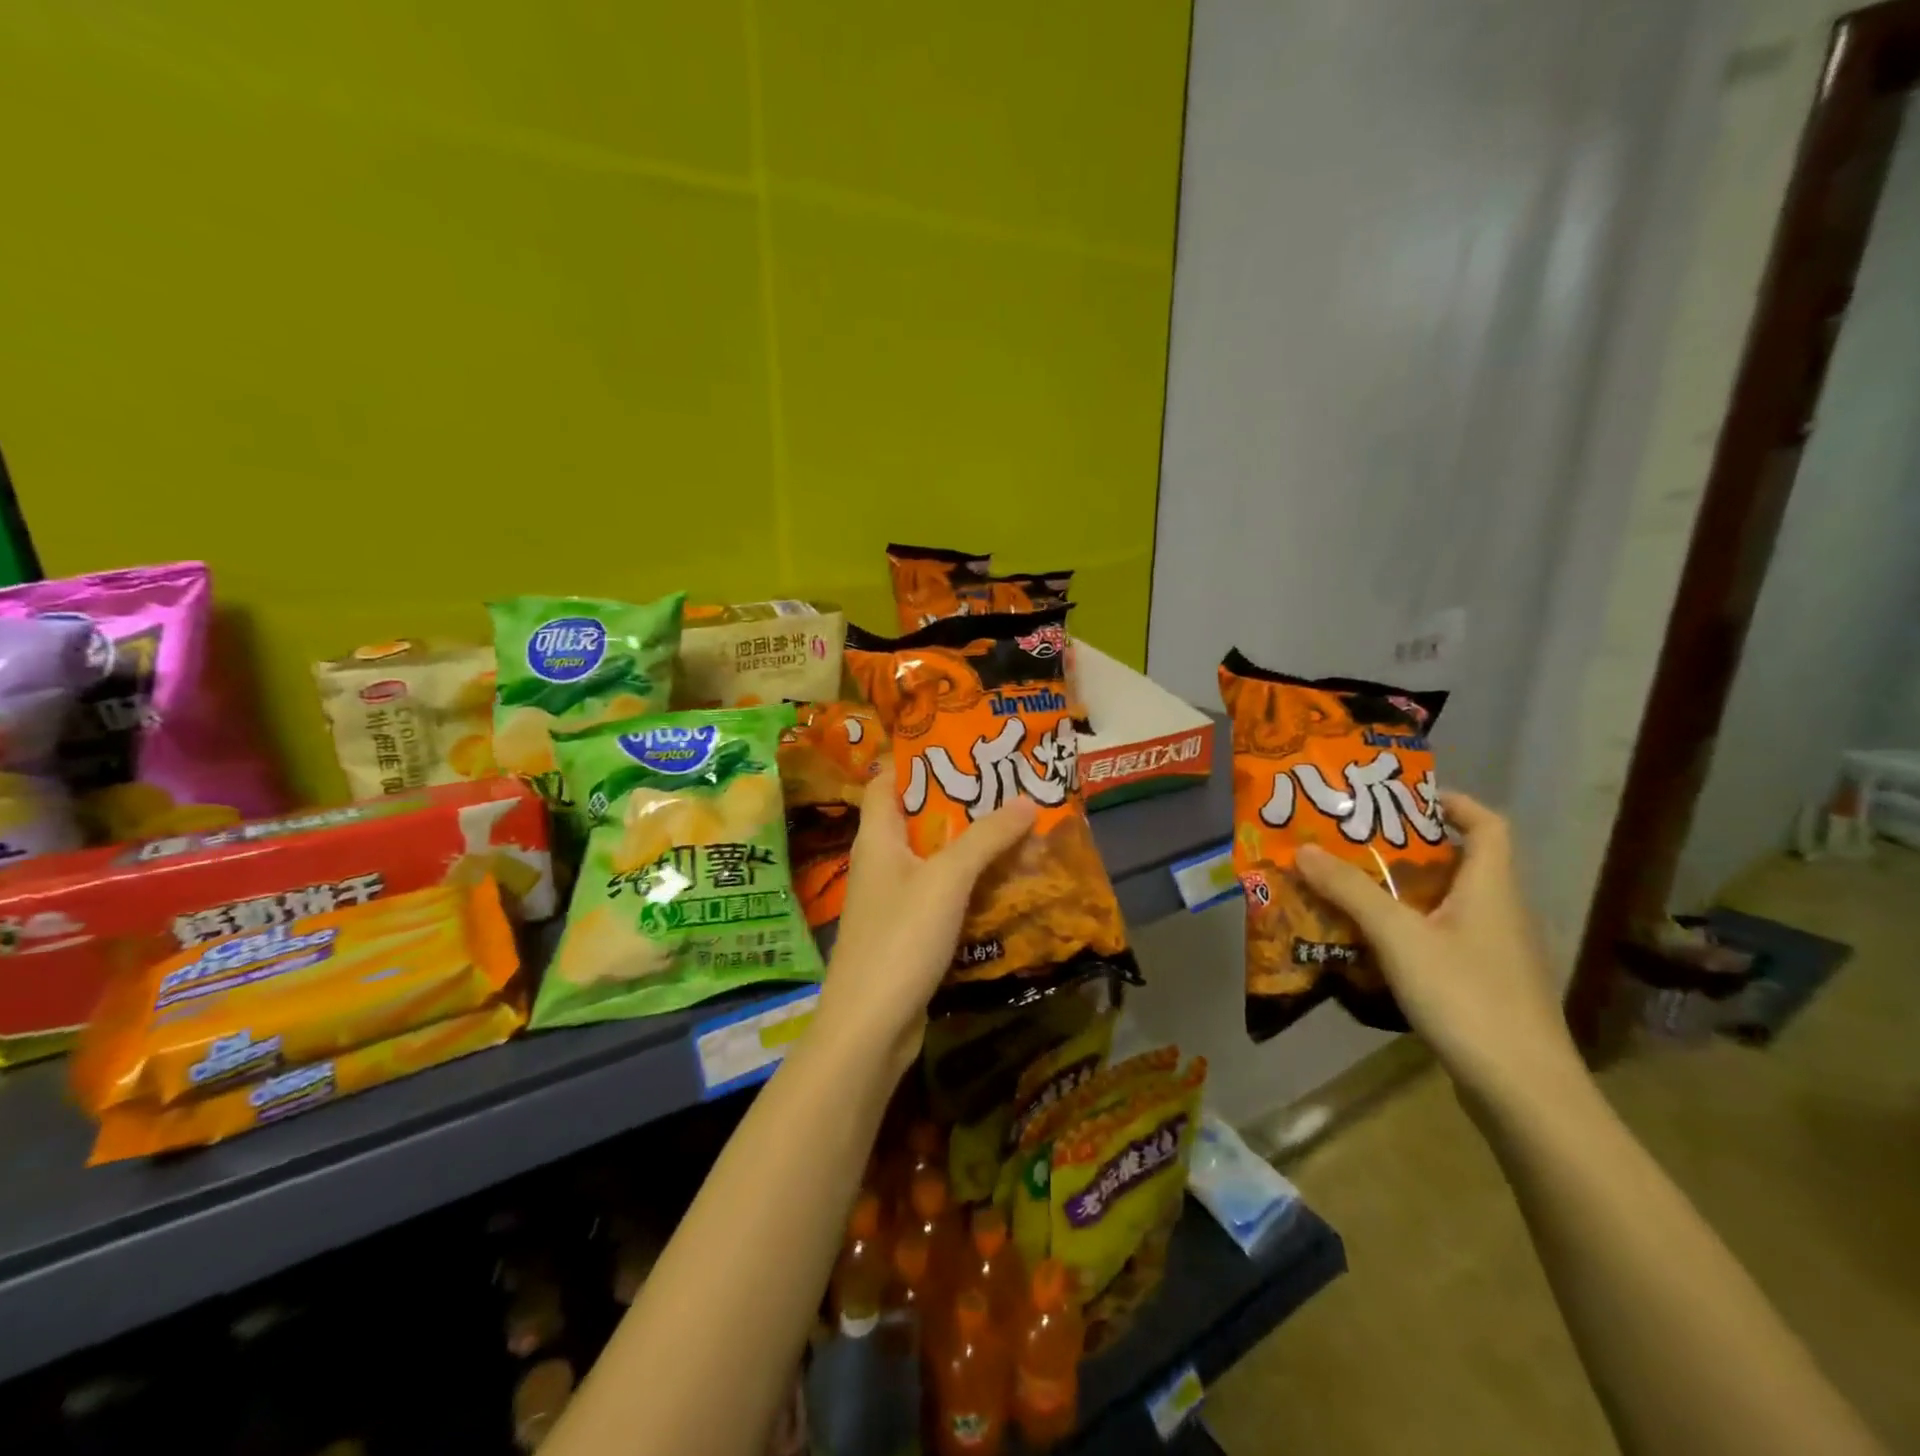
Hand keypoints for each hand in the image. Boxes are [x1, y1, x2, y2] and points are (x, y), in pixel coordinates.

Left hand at [814, 760, 1037, 1073]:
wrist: (870, 1027)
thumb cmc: (901, 938)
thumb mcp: (947, 879)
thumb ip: (986, 837)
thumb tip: (1027, 799)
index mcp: (877, 838)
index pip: (887, 782)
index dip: (917, 760)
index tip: (961, 746)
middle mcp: (880, 862)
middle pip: (917, 818)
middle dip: (959, 803)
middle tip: (1006, 787)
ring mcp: (893, 900)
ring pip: (933, 859)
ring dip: (969, 846)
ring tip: (1015, 828)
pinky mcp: (908, 932)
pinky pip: (941, 895)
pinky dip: (969, 885)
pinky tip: (1003, 883)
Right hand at [1296, 792, 1584, 1106]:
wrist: (1523, 1090)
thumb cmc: (1465, 996)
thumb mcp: (1398, 936)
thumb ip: (1350, 891)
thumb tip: (1303, 848)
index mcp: (1491, 888)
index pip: (1487, 823)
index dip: (1451, 801)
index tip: (1401, 797)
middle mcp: (1500, 912)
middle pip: (1458, 862)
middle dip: (1404, 848)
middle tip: (1351, 842)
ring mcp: (1495, 953)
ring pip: (1446, 903)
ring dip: (1400, 891)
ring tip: (1348, 887)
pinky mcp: (1484, 986)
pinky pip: (1442, 939)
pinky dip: (1407, 930)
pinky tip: (1369, 944)